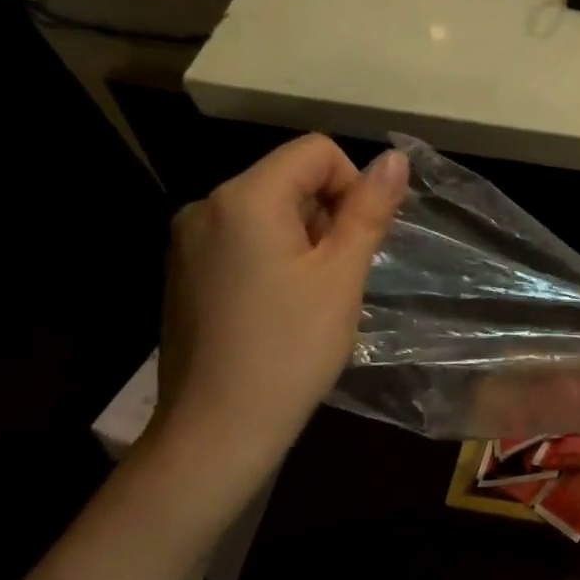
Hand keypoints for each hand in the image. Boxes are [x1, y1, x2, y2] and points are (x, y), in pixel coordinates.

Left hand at [151, 134, 406, 484]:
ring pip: (267, 211)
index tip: (359, 241)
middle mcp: (206, 206)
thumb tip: (395, 158)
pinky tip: (280, 307)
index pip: (315, 151)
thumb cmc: (292, 348)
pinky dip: (274, 256)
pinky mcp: (183, 271)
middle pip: (289, 178)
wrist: (220, 427)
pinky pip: (242, 239)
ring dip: (304, 238)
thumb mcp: (342, 275)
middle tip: (339, 276)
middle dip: (327, 214)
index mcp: (245, 199)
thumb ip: (369, 210)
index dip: (352, 185)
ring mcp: (187, 240)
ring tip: (312, 296)